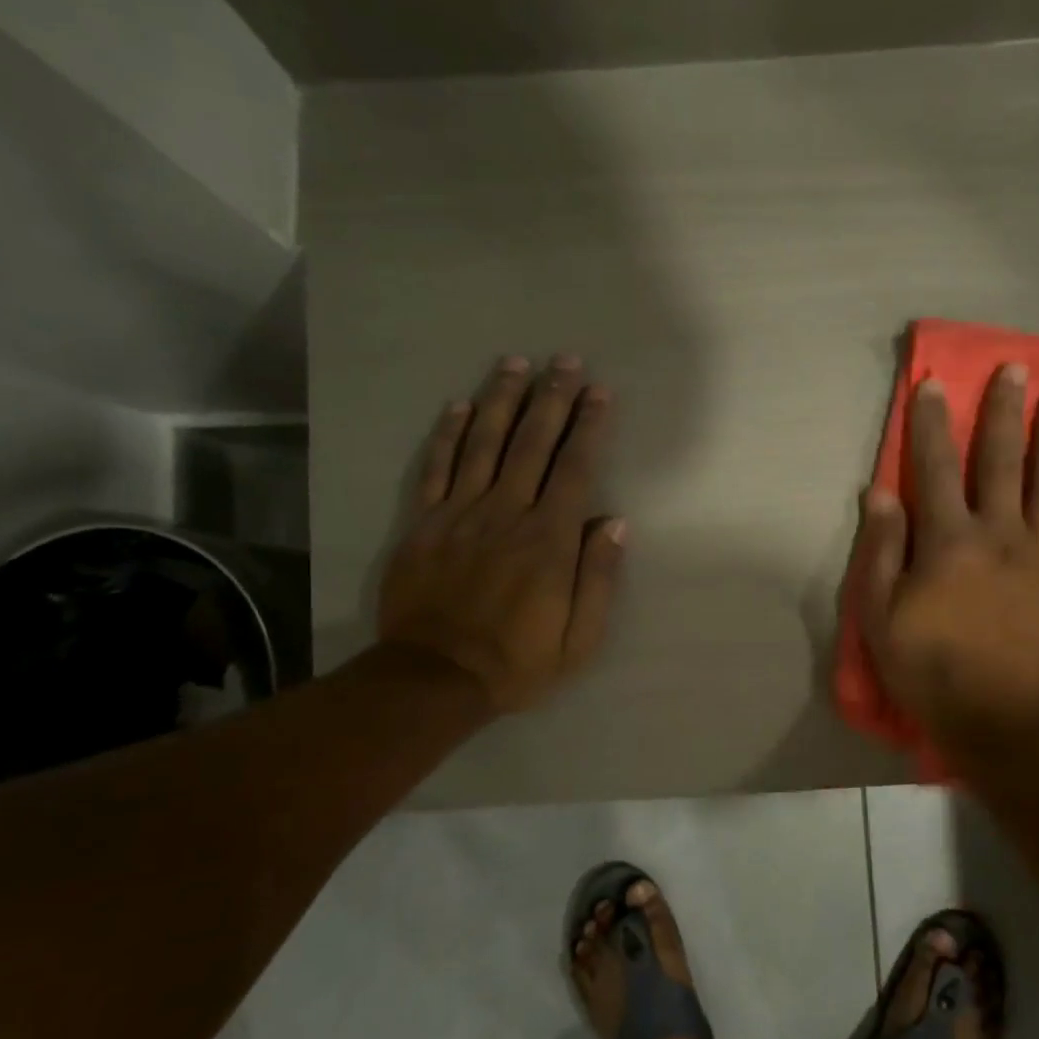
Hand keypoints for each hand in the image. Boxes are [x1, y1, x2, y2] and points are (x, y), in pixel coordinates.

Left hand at [377, 354, 623, 713]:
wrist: (435, 678)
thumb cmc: (518, 661)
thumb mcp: (580, 639)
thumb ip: (598, 578)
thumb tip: (615, 522)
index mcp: (548, 540)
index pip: (574, 468)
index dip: (588, 426)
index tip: (599, 392)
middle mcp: (506, 513)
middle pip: (531, 443)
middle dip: (552, 398)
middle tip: (565, 360)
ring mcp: (460, 514)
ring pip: (484, 443)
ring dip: (502, 400)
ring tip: (516, 363)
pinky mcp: (423, 524)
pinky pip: (436, 468)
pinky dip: (447, 433)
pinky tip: (459, 404)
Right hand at [850, 365, 1038, 745]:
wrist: (1006, 722)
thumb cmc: (932, 671)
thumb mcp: (881, 618)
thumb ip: (880, 551)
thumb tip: (880, 493)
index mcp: (948, 541)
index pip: (935, 468)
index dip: (932, 424)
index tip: (934, 384)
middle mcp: (999, 533)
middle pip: (1002, 461)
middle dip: (1004, 412)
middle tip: (1015, 369)